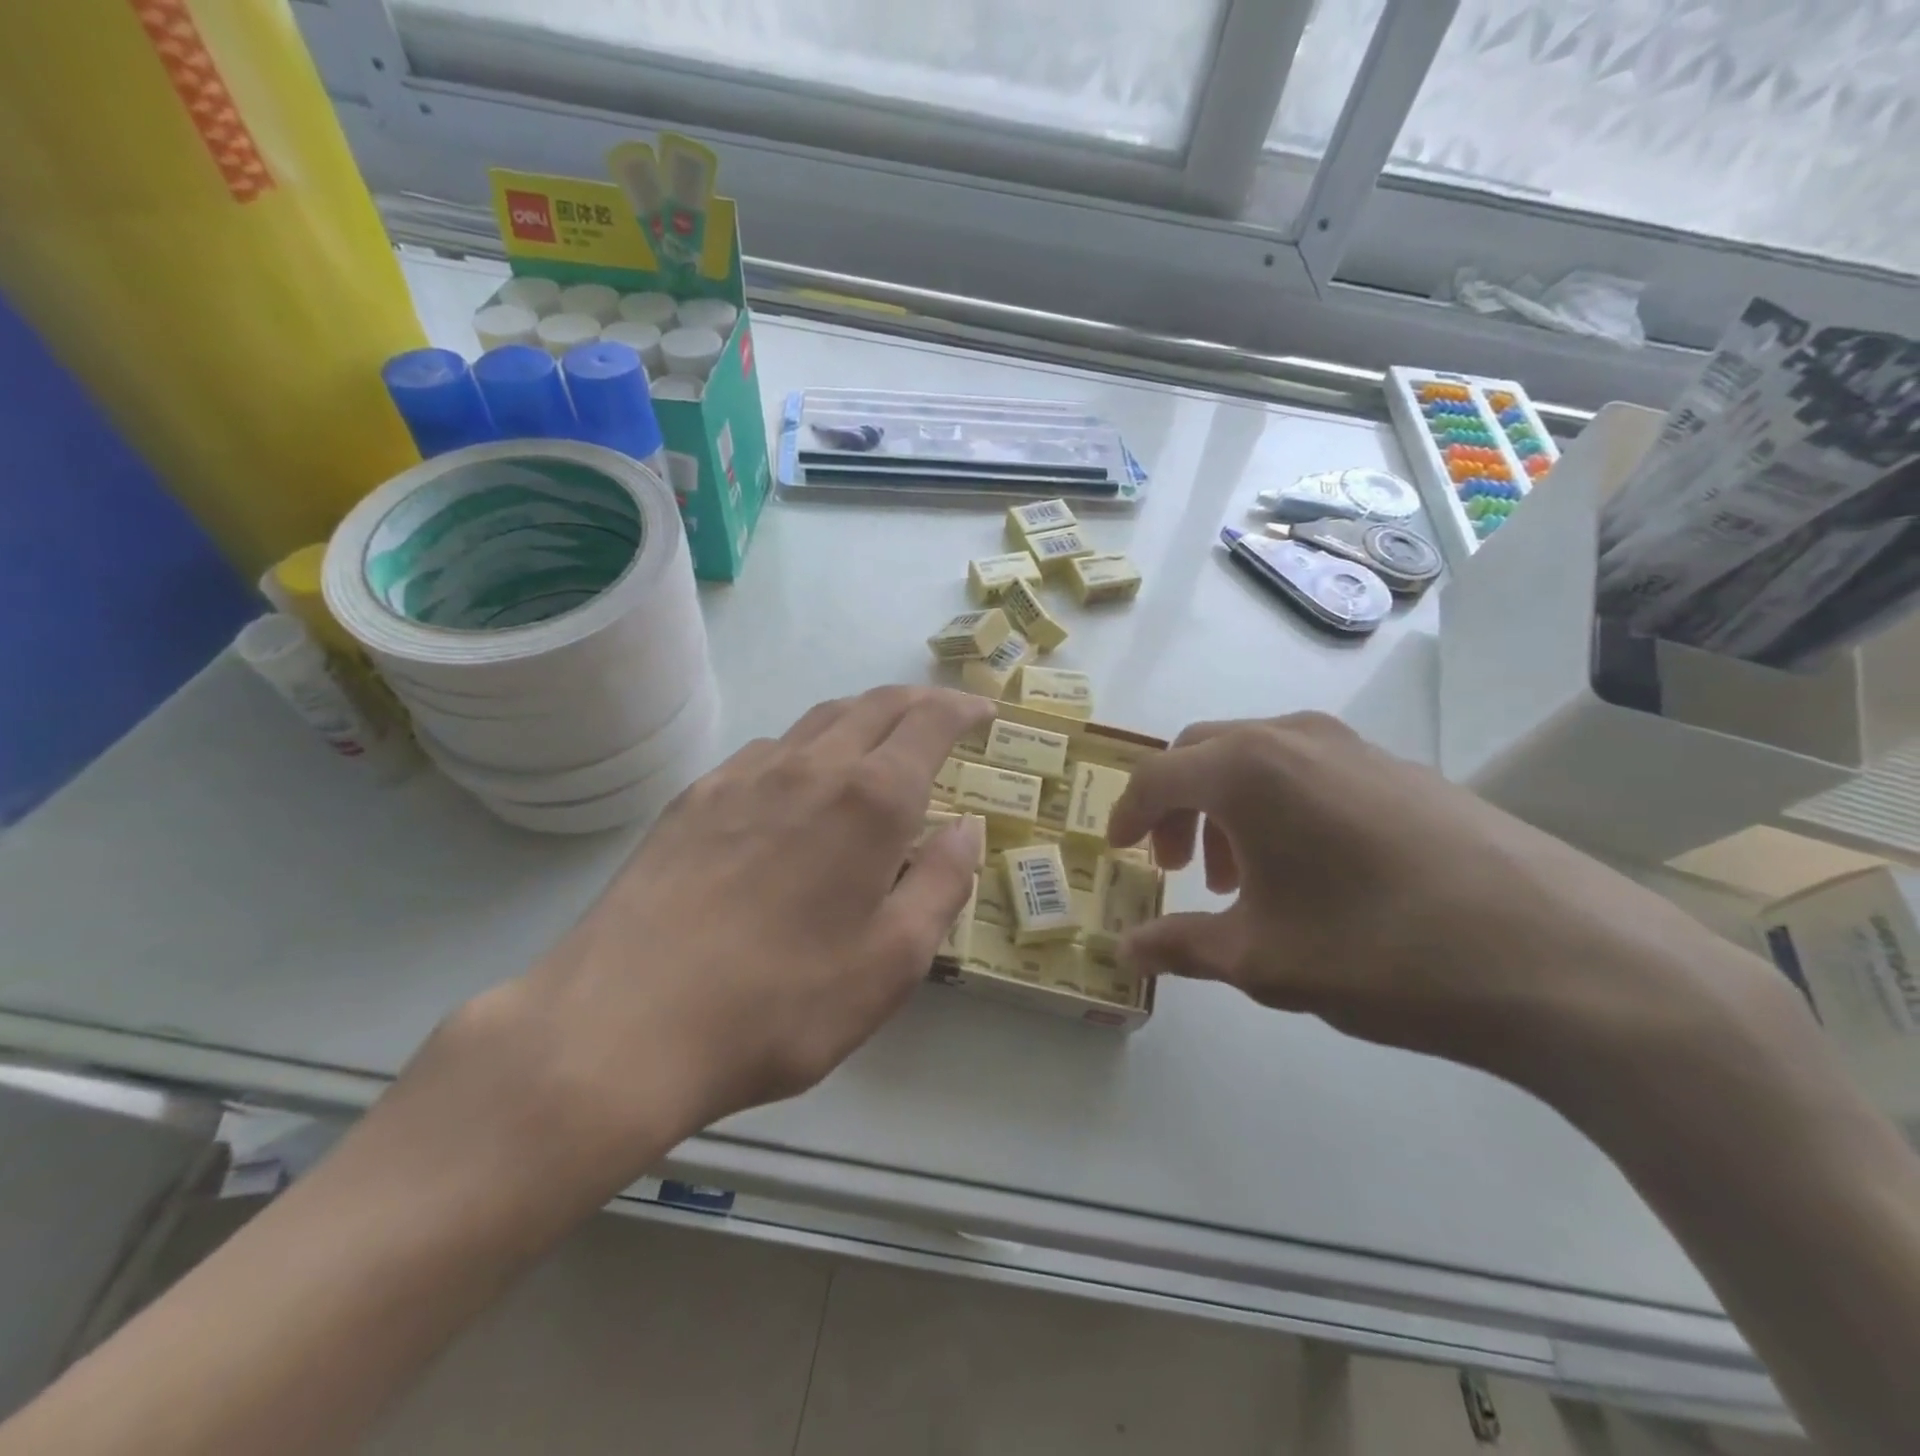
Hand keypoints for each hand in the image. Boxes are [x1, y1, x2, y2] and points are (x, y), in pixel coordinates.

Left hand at [416, 686, 990, 1212]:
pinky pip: (766, 750)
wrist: (624, 1024)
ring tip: (878, 743)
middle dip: (918, 701)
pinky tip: (798, 784)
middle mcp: (809, 766)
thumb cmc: (780, 1003)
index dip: (962, 709)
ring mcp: (744, 776)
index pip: (929, 723)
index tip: (983, 712)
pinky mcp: (694, 798)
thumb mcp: (891, 962)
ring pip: (818, 720)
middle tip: (942, 715)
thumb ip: (940, 884)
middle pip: (874, 705)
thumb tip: (966, 828)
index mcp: (869, 799)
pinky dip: (805, 748)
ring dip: (862, 718)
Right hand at [1106, 713, 1787, 1088]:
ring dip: (1227, 805)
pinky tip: (1309, 869)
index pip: (1156, 776)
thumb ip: (1182, 947)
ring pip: (1256, 757)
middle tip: (1176, 867)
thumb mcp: (1262, 959)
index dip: (1126, 814)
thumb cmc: (1380, 952)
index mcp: (1246, 770)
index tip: (1116, 851)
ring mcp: (1354, 746)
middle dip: (1175, 805)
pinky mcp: (1402, 768)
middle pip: (1202, 752)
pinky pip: (1309, 769)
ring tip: (1242, 878)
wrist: (1562, 959)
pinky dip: (1278, 804)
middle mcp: (1293, 738)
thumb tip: (1126, 949)